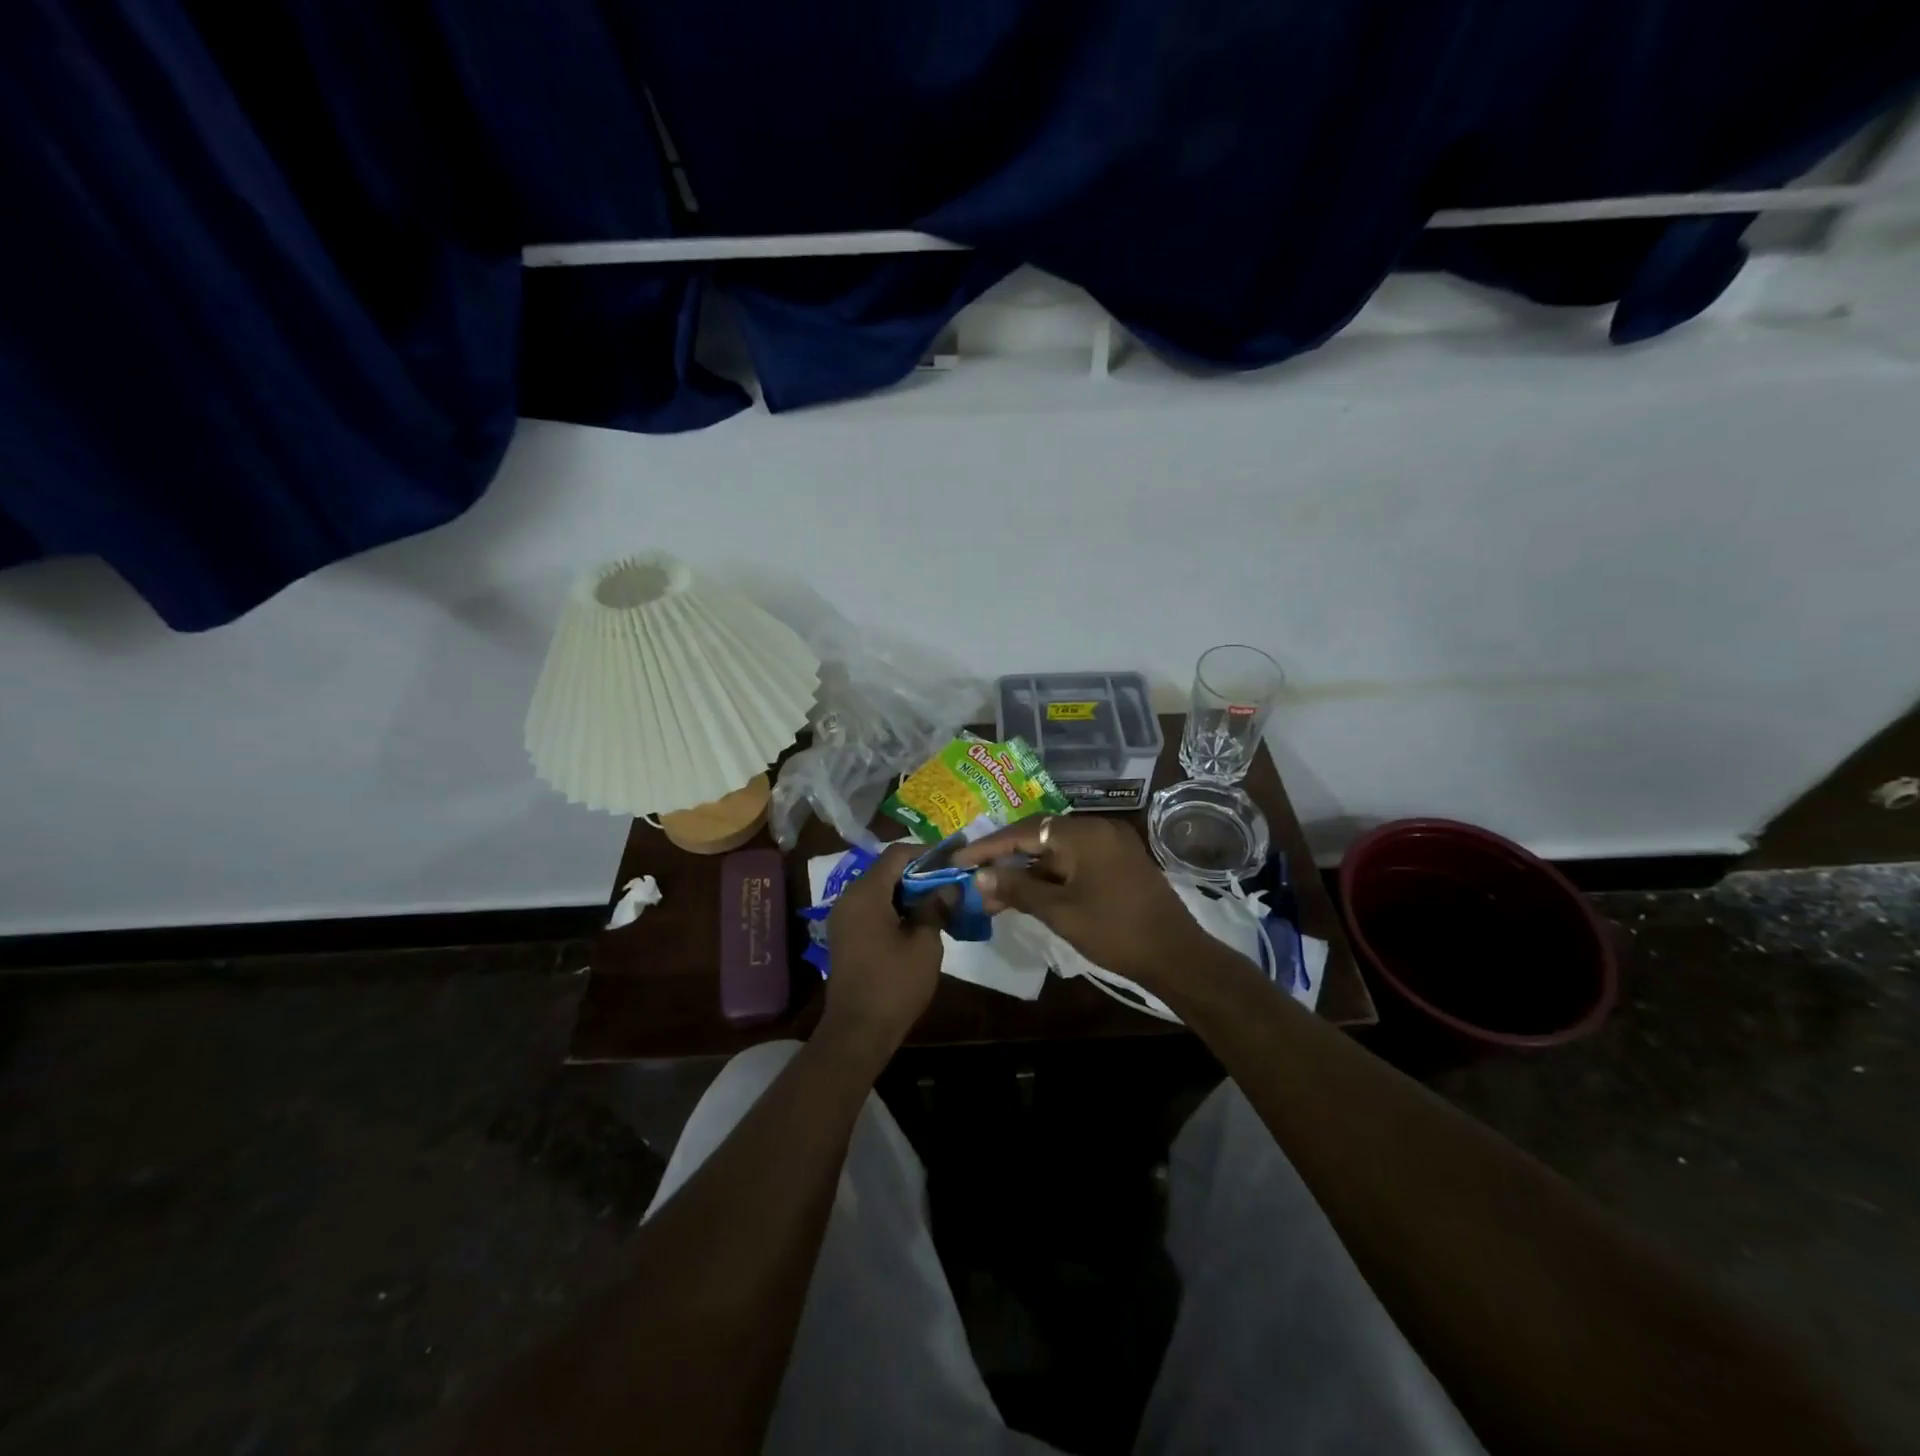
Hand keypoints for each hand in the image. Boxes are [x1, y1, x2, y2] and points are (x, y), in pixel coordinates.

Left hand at [820, 843, 944, 1061]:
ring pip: (879, 889)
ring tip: (940, 900)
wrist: (857, 1031)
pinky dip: (894, 906)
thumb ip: (935, 907)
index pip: (898, 853)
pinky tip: (918, 920)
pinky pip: (871, 907)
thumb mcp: (925, 943)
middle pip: (886, 869)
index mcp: (866, 892)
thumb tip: (948, 886)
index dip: (927, 852)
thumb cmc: (894, 984)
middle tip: (951, 881)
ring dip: (907, 891)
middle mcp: (849, 896)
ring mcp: (843, 916)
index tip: (954, 859)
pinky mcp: (845, 934)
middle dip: (919, 872)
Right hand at [953, 816, 1211, 990]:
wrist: (1177, 955)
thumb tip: (979, 876)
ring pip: (1056, 852)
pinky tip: (1028, 895)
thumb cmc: (1115, 931)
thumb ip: (1018, 889)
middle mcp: (1097, 829)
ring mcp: (1111, 845)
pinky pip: (1074, 861)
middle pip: (1039, 838)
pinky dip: (1050, 876)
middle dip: (1005, 860)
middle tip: (975, 881)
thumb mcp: (1060, 912)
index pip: (1024, 832)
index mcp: (1084, 833)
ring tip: (995, 896)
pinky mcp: (1118, 863)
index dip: (988, 848)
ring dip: (1026, 872)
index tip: (958, 861)